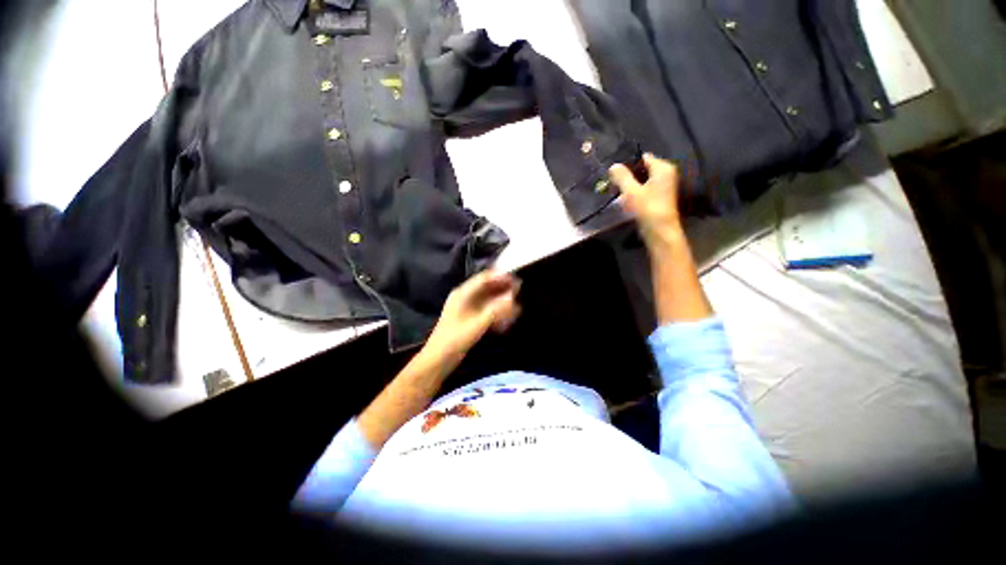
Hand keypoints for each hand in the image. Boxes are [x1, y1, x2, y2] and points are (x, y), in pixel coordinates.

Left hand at [426, 270, 521, 359]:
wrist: (438, 360)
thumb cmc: (455, 339)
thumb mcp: (477, 324)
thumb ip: (496, 310)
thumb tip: (513, 298)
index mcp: (463, 294)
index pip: (484, 278)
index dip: (500, 277)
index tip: (516, 279)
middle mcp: (464, 297)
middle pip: (487, 287)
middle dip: (503, 288)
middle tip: (519, 290)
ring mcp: (466, 309)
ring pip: (488, 299)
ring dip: (501, 300)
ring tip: (517, 303)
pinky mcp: (469, 319)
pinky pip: (486, 310)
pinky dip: (497, 311)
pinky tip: (507, 317)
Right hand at [609, 153, 682, 244]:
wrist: (660, 231)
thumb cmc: (647, 208)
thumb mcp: (631, 191)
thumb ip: (622, 177)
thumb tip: (613, 166)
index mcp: (663, 168)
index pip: (643, 158)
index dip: (628, 163)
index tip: (614, 171)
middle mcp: (666, 174)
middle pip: (643, 169)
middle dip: (628, 175)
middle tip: (612, 182)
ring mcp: (664, 187)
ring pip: (643, 180)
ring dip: (630, 185)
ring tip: (616, 190)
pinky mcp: (659, 198)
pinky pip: (645, 189)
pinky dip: (635, 192)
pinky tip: (624, 199)